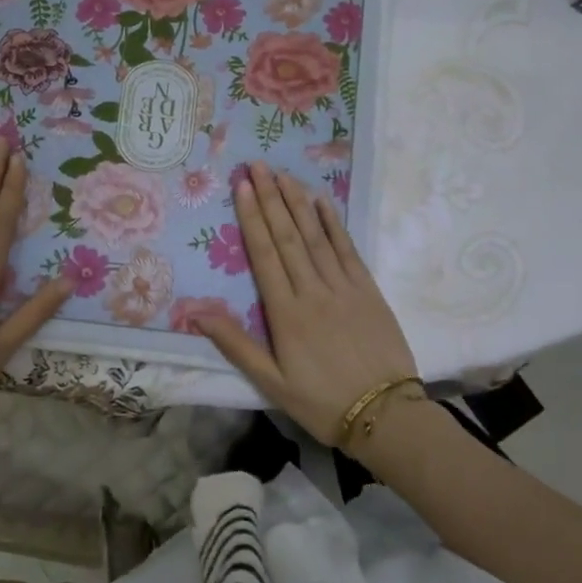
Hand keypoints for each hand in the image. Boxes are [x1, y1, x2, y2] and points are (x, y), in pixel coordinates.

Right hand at [193, 162, 417, 445]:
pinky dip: (334, 225)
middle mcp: (313, 291)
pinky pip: (348, 250)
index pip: (264, 255)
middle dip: (271, 198)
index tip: (243, 187)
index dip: (252, 218)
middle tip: (258, 166)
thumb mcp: (271, 381)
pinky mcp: (369, 291)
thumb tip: (196, 312)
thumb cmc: (321, 402)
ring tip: (284, 175)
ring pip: (316, 237)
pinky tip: (323, 203)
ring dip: (298, 204)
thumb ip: (235, 343)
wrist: (385, 415)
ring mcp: (344, 288)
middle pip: (288, 237)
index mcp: (286, 313)